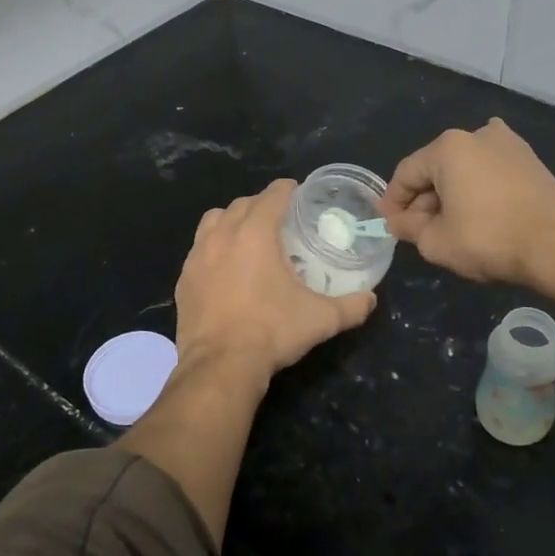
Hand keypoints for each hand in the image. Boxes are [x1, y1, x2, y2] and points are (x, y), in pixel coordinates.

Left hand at [174, 179, 376, 388]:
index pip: (272, 195)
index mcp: (255, 233)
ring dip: (232, 220)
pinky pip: (198, 249)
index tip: (298, 194)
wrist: (220, 366)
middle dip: (261, 204)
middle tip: (279, 219)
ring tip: (248, 237)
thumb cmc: (272, 332)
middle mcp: (223, 235)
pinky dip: (213, 248)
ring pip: (214, 221)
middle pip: (242, 204)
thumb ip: (351, 306)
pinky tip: (225, 269)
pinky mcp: (183, 279)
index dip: (287, 190)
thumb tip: (371, 299)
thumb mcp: (320, 319)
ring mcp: (197, 256)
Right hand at [381, 119, 554, 286]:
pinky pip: (492, 171)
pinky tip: (479, 209)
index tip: (390, 225)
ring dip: (452, 193)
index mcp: (448, 147)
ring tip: (450, 225)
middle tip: (419, 230)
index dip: (393, 201)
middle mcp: (477, 134)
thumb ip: (409, 228)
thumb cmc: (488, 239)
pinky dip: (480, 188)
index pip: (407, 173)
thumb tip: (399, 221)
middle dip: (424, 199)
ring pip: (465, 168)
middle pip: (437, 168)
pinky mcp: (531, 160)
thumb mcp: (435, 242)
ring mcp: (509, 144)